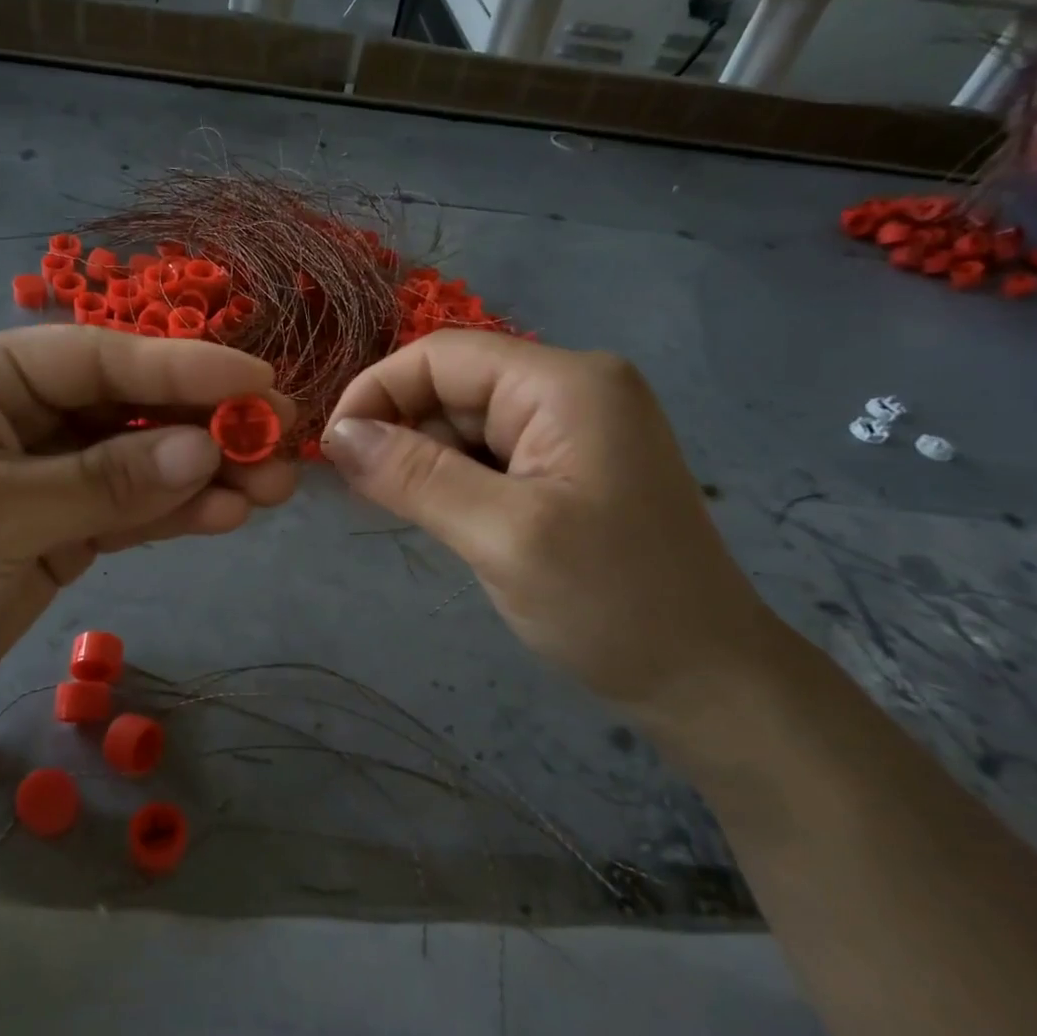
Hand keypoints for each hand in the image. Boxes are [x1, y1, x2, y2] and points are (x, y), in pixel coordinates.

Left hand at [0, 327, 297, 736]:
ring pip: (140, 461)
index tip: (257, 378)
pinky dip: (177, 513)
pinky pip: (130, 511)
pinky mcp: (62, 528)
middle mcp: (22, 414)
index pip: (98, 357)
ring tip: (274, 486)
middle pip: (130, 407)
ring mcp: (47, 473)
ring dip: (205, 473)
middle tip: (282, 437)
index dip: (182, 366)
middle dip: (206, 424)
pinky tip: (228, 516)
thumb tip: (204, 454)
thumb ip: (103, 482)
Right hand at [321, 332, 786, 713]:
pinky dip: (455, 480)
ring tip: (404, 513)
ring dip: (425, 461)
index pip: (442, 356)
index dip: (377, 391)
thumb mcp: (501, 535)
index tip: (331, 449)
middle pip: (454, 386)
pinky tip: (448, 519)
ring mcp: (575, 427)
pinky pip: (491, 454)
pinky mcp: (571, 464)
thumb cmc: (610, 604)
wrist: (705, 679)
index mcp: (565, 383)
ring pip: (467, 423)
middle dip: (401, 431)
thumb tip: (337, 434)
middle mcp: (573, 388)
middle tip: (363, 493)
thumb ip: (414, 475)